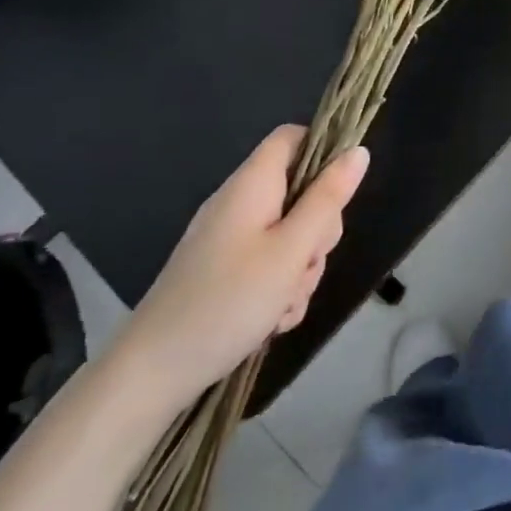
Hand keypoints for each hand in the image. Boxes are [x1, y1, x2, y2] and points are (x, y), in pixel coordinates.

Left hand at [112, 125, 366, 411]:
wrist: (152, 373)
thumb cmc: (227, 301)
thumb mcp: (291, 250)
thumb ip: (328, 199)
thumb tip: (358, 151)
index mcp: (252, 184)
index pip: (293, 137)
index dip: (323, 152)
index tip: (339, 193)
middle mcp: (241, 203)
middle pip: (301, 192)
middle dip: (317, 231)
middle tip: (305, 263)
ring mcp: (230, 239)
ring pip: (291, 236)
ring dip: (300, 269)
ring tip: (282, 304)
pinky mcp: (225, 271)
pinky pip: (270, 264)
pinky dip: (279, 289)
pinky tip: (271, 320)